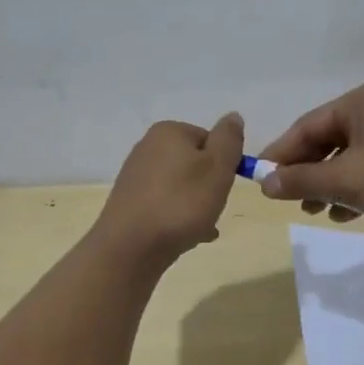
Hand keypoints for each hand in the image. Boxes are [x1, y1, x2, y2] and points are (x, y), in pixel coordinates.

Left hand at [93, 113, 244, 266]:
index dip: (224, 164)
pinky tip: (188, 237)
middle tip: (214, 208)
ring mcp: (136, 176)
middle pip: (195, 163)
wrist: (130, 248)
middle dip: (210, 186)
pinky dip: (179, 217)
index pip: (210, 140)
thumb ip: (229, 139)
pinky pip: (166, 204)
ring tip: (202, 227)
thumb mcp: (218, 167)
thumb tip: (233, 117)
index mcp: (169, 131)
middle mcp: (148, 147)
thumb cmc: (181, 203)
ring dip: (197, 205)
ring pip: (182, 186)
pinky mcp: (130, 202)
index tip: (224, 185)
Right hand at [257, 80, 363, 233]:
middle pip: (327, 140)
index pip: (307, 125)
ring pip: (348, 157)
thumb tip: (264, 184)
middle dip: (307, 172)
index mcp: (362, 101)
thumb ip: (302, 180)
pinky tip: (344, 214)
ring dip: (328, 184)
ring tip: (315, 211)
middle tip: (288, 200)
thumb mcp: (347, 180)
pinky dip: (353, 188)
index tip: (259, 179)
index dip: (281, 154)